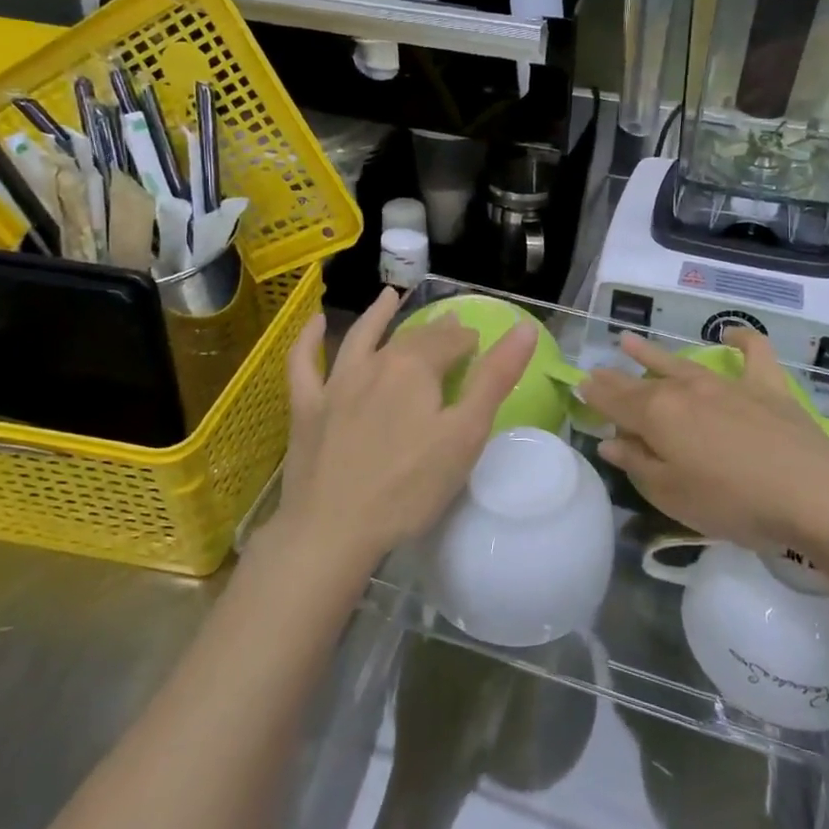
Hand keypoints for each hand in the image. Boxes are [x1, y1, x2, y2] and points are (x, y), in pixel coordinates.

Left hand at [274, 289, 537, 569]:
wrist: (331, 531)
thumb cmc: (409, 487)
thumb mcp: (465, 435)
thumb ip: (495, 378)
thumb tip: (524, 327)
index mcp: (415, 367)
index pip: (450, 341)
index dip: (469, 341)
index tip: (480, 346)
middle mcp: (374, 363)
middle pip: (411, 338)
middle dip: (436, 330)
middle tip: (452, 326)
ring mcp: (335, 384)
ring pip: (360, 338)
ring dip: (376, 315)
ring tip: (389, 296)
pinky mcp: (306, 409)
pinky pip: (304, 364)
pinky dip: (309, 340)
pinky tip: (315, 323)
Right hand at [580, 329, 828, 552]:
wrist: (810, 490)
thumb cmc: (731, 501)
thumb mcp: (671, 494)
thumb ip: (638, 464)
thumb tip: (610, 440)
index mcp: (657, 415)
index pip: (615, 400)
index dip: (595, 395)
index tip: (579, 386)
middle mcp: (685, 390)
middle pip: (642, 380)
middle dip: (615, 376)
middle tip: (596, 370)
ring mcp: (726, 384)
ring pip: (681, 362)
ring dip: (653, 353)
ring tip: (630, 341)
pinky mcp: (766, 386)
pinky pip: (752, 352)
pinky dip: (741, 340)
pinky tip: (730, 335)